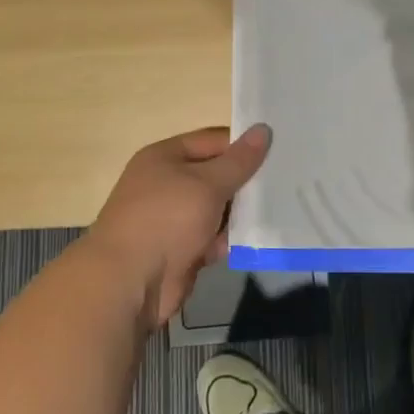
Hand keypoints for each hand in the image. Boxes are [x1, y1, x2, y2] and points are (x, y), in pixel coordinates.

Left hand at [85, 124, 271, 328]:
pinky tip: (254, 241)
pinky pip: (211, 237)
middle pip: (216, 175)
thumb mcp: (207, 184)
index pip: (213, 141)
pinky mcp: (180, 249)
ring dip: (239, 214)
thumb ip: (239, 160)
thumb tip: (263, 129)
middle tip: (284, 183)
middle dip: (245, 182)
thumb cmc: (166, 220)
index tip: (278, 151)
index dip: (243, 145)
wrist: (128, 283)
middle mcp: (167, 183)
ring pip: (217, 208)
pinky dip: (227, 239)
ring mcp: (172, 218)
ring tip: (277, 211)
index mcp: (165, 157)